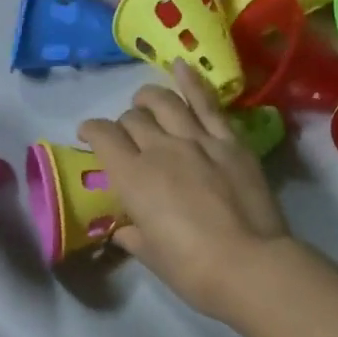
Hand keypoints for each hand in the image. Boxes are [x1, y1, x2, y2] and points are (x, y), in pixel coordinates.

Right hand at [79, 62, 295, 322]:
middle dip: (124, 124)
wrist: (249, 264)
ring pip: (166, 103)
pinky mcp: (231, 142)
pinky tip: (182, 67)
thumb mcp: (152, 256)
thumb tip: (125, 231)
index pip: (103, 137)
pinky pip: (208, 104)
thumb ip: (134, 236)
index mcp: (133, 177)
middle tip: (127, 137)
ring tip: (145, 100)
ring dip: (149, 98)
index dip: (91, 131)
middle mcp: (161, 148)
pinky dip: (192, 82)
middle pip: (133, 119)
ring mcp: (199, 140)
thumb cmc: (192, 269)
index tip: (88, 136)